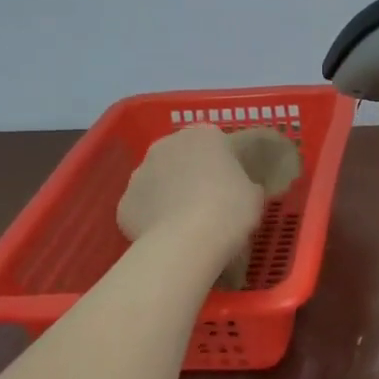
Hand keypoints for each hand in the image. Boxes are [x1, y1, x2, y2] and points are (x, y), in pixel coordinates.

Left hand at [117, 125, 264, 263]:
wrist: (188, 241)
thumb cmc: (230, 210)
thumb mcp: (255, 195)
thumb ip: (246, 185)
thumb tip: (241, 190)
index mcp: (204, 136)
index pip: (216, 143)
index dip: (225, 165)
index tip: (233, 186)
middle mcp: (167, 144)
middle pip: (182, 157)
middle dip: (192, 175)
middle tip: (210, 203)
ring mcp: (140, 172)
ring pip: (158, 181)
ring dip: (169, 195)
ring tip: (187, 225)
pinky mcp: (124, 203)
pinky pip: (144, 208)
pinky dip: (153, 219)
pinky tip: (168, 238)